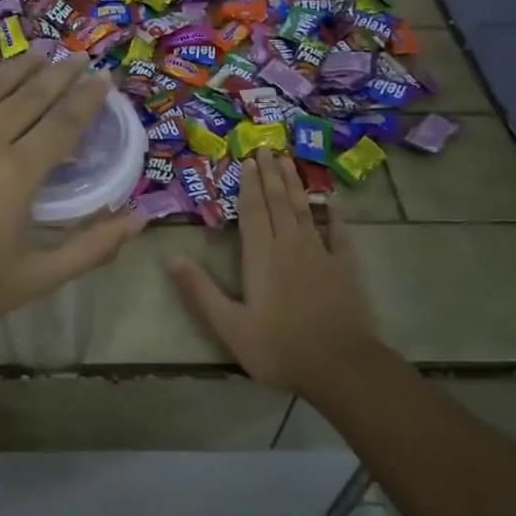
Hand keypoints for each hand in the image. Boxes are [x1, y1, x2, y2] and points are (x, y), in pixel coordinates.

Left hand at [0, 51, 145, 363]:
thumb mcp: (37, 278)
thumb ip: (93, 246)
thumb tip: (140, 219)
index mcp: (16, 177)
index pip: (63, 123)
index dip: (88, 99)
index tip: (104, 81)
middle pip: (29, 95)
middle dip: (60, 73)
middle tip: (79, 59)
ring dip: (20, 67)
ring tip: (42, 53)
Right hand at [167, 151, 381, 391]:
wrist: (341, 367)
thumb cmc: (280, 348)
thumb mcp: (230, 326)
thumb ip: (200, 291)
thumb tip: (171, 257)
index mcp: (261, 256)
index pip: (252, 211)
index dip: (248, 184)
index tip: (247, 160)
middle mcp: (290, 246)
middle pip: (278, 202)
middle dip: (270, 175)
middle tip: (266, 148)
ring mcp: (321, 254)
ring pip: (305, 210)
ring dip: (295, 185)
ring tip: (288, 162)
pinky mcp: (344, 268)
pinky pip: (339, 233)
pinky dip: (335, 216)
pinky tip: (332, 204)